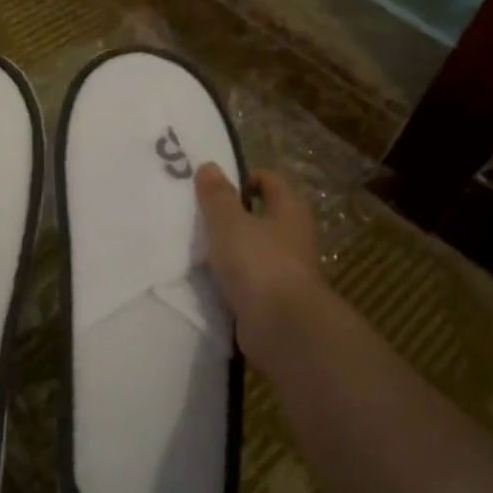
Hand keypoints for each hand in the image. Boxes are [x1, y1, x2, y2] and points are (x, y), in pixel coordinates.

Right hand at [195, 163, 322, 349]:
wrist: (282, 326)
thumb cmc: (258, 263)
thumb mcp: (229, 223)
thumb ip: (217, 196)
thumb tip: (209, 166)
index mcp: (289, 210)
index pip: (270, 181)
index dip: (244, 178)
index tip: (214, 187)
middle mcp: (293, 235)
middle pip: (262, 214)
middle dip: (233, 213)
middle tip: (200, 215)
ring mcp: (285, 268)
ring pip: (255, 247)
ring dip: (231, 246)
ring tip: (198, 246)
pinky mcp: (273, 297)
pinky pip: (249, 277)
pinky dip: (232, 275)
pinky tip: (209, 277)